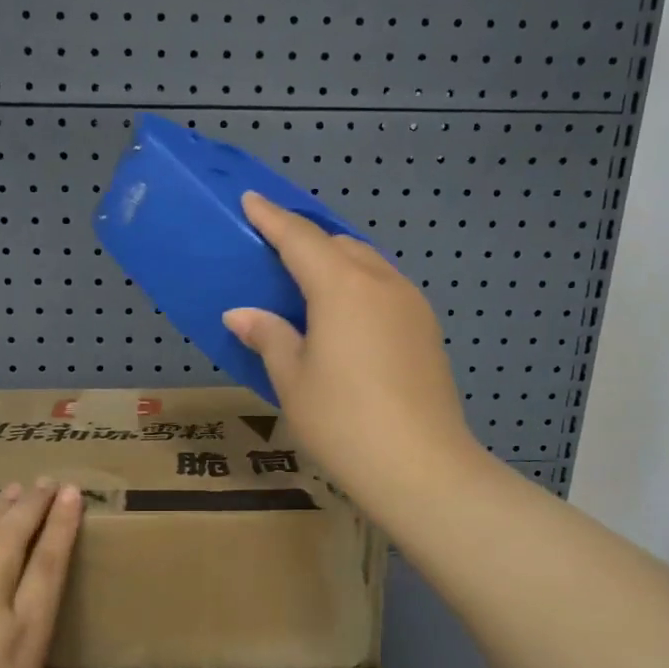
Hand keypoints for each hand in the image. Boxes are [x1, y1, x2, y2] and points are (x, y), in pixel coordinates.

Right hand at [224, 191, 477, 516]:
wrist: (420, 467)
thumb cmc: (342, 421)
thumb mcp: (292, 379)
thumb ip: (268, 336)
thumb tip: (242, 314)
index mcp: (342, 287)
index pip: (299, 239)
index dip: (272, 218)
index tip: (251, 200)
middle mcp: (381, 283)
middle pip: (339, 245)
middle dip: (306, 240)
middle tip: (276, 250)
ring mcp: (411, 305)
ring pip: (368, 265)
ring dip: (337, 263)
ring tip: (309, 283)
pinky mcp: (426, 330)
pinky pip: (385, 290)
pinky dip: (359, 288)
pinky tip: (345, 317)